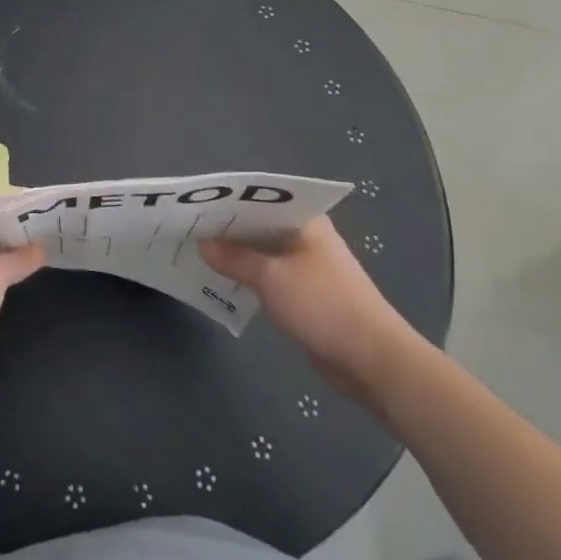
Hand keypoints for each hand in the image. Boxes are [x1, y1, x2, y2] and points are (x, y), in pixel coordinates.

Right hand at [200, 215, 426, 402]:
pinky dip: (247, 276)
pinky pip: (268, 276)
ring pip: (262, 251)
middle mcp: (305, 237)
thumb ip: (234, 258)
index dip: (227, 202)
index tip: (194, 206)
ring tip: (195, 251)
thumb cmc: (323, 305)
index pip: (259, 199)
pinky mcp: (305, 293)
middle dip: (226, 228)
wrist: (373, 360)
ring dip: (235, 254)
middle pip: (258, 224)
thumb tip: (202, 243)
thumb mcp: (271, 278)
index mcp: (304, 221)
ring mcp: (306, 265)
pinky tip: (220, 279)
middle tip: (187, 228)